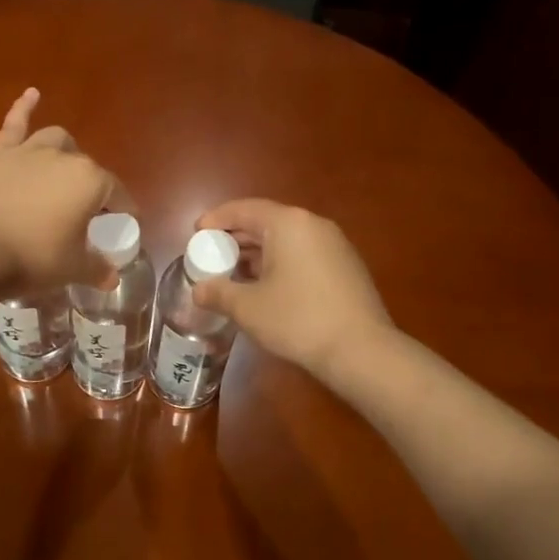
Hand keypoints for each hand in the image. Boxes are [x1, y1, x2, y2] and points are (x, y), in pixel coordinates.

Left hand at [0, 88, 115, 287]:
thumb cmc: (33, 258)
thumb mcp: (72, 269)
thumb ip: (96, 269)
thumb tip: (111, 277)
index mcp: (91, 181)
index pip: (115, 192)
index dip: (121, 208)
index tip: (121, 222)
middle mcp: (64, 157)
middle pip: (85, 166)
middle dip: (89, 184)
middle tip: (82, 208)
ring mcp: (28, 150)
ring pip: (55, 139)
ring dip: (63, 150)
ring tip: (62, 164)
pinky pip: (14, 123)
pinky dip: (24, 107)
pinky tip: (31, 95)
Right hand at [192, 199, 394, 377]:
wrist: (361, 350)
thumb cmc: (298, 320)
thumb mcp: (248, 308)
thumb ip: (218, 293)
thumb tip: (199, 290)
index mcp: (288, 224)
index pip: (244, 209)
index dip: (216, 219)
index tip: (196, 232)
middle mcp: (313, 225)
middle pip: (266, 222)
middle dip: (236, 237)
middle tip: (211, 254)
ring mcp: (334, 245)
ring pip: (286, 239)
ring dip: (257, 252)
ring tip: (234, 272)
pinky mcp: (346, 267)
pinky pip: (303, 254)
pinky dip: (279, 263)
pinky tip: (266, 287)